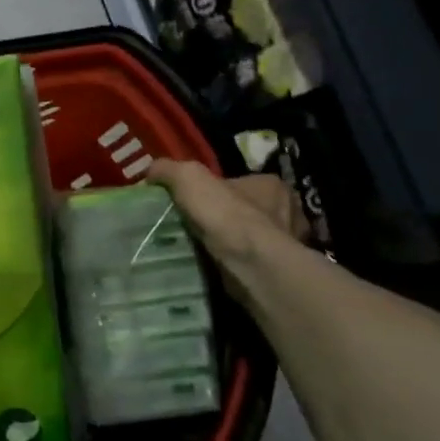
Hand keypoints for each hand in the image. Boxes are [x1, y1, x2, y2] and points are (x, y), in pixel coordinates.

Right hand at [148, 159, 305, 283]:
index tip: (195, 201)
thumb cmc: (226, 215)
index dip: (217, 189)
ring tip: (201, 248)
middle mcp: (287, 212)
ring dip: (230, 242)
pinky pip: (252, 262)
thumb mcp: (188, 178)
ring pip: (250, 238)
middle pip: (246, 210)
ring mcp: (287, 244)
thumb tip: (152, 171)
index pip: (240, 182)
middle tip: (195, 225)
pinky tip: (215, 265)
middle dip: (225, 217)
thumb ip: (169, 170)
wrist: (251, 265)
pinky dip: (235, 263)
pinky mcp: (278, 271)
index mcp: (271, 185)